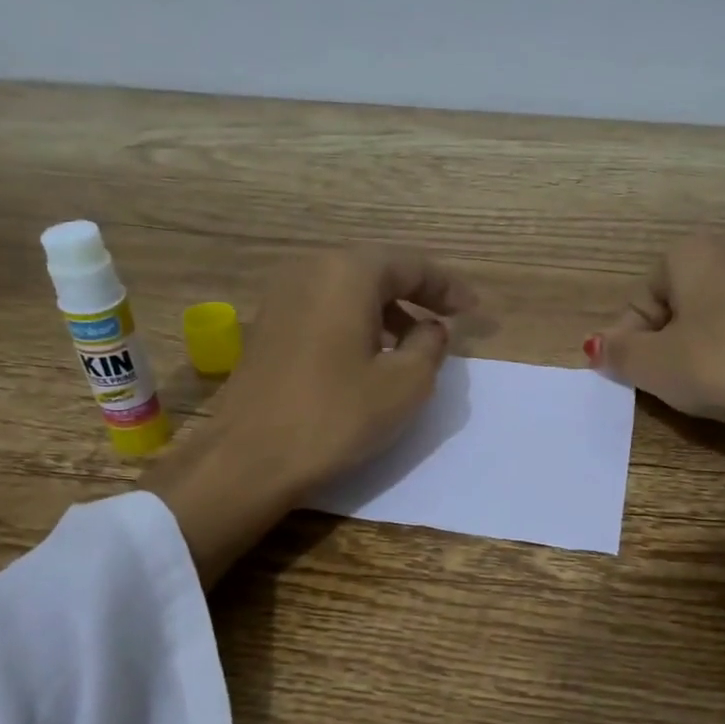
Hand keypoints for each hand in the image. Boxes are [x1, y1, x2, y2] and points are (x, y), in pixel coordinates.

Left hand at [143, 246, 475, 582]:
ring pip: (348, 290)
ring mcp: (281, 297)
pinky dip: (354, 322)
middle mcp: (310, 270)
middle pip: (377, 271)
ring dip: (385, 310)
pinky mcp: (267, 326)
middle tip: (446, 320)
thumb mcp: (406, 384)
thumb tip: (430, 327)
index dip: (447, 287)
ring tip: (411, 342)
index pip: (411, 265)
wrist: (250, 458)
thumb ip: (430, 345)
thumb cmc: (337, 416)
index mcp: (348, 273)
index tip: (474, 311)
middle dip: (415, 294)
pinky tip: (368, 355)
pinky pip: (324, 309)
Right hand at [587, 235, 724, 456]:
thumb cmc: (719, 365)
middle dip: (661, 345)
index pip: (639, 299)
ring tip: (699, 388)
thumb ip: (617, 353)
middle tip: (662, 383)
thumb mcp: (653, 365)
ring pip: (708, 321)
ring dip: (693, 352)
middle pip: (673, 307)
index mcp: (691, 253)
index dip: (628, 340)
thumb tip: (597, 347)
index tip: (632, 375)